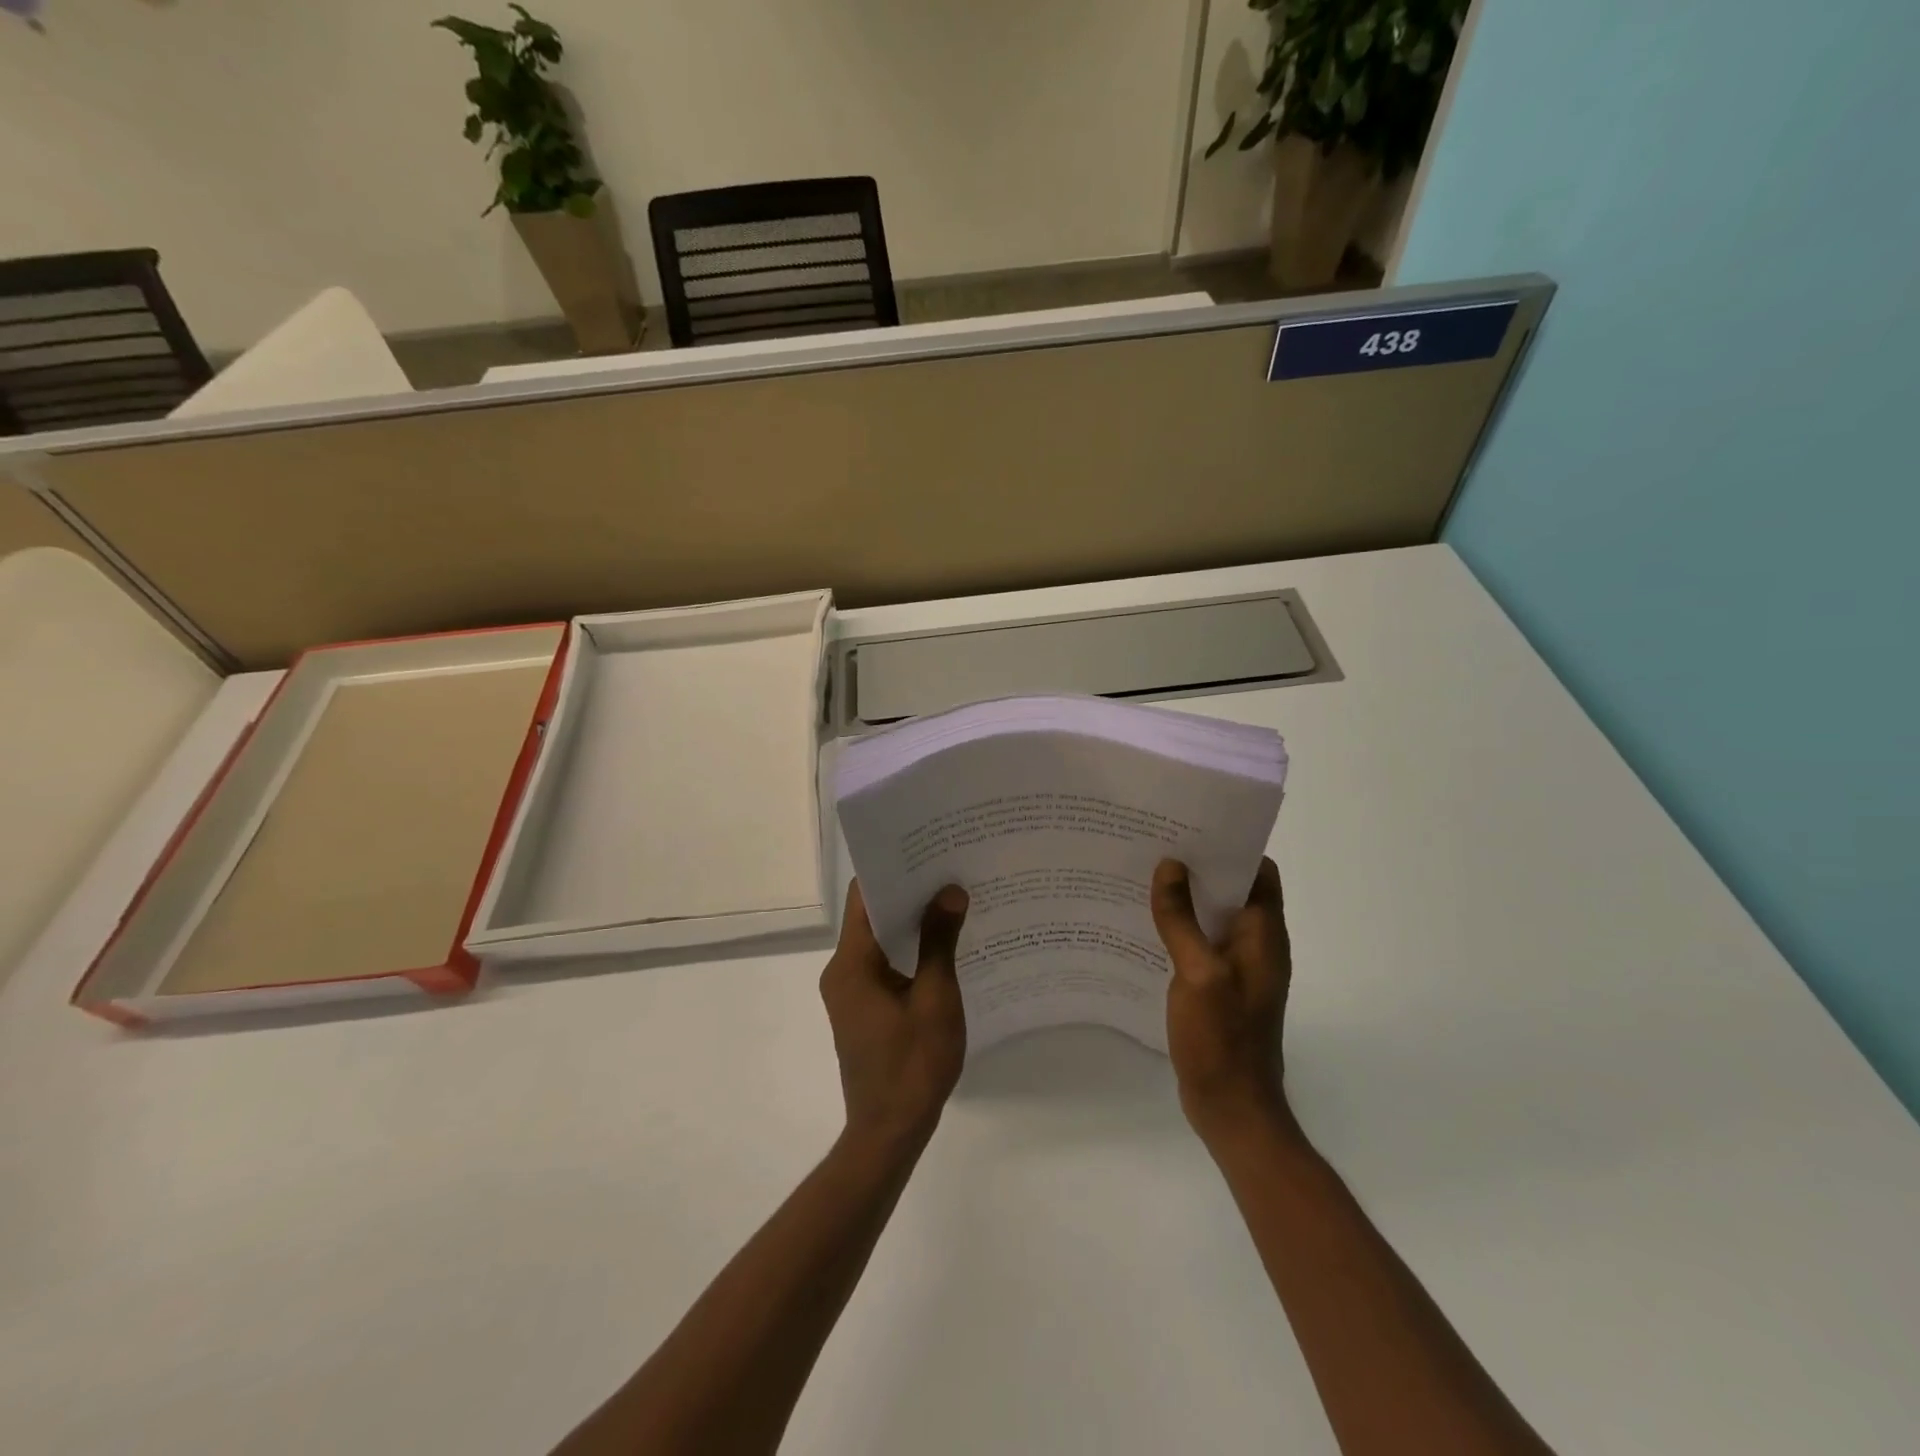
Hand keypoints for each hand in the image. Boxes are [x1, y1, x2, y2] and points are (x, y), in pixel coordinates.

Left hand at [819, 880, 969, 1148]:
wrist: (888, 1133)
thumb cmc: (912, 1065)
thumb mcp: (935, 999)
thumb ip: (940, 942)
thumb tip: (949, 891)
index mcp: (851, 964)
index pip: (865, 898)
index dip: (894, 870)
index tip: (928, 850)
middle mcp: (842, 971)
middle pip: (871, 916)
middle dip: (909, 892)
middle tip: (950, 869)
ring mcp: (850, 991)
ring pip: (879, 941)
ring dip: (910, 922)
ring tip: (952, 898)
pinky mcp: (862, 1008)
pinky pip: (884, 964)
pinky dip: (908, 950)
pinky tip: (943, 944)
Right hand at [1150, 857, 1293, 1142]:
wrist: (1232, 1108)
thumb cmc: (1222, 1038)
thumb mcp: (1198, 973)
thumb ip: (1182, 919)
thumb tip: (1170, 865)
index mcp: (1264, 935)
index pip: (1259, 872)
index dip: (1231, 846)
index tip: (1191, 828)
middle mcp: (1257, 945)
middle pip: (1234, 890)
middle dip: (1200, 867)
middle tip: (1156, 846)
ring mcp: (1238, 968)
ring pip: (1214, 916)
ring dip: (1187, 898)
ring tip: (1144, 877)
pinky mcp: (1220, 987)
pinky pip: (1201, 943)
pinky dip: (1180, 928)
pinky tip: (1146, 925)